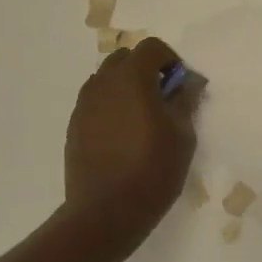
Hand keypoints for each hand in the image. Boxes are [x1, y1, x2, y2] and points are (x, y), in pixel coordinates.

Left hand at [64, 37, 197, 246]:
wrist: (104, 213)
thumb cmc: (151, 170)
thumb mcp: (182, 135)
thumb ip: (185, 100)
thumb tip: (187, 82)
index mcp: (131, 77)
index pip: (152, 47)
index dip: (170, 60)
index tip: (180, 85)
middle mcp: (103, 83)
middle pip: (125, 59)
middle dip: (146, 70)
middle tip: (162, 98)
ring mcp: (84, 104)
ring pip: (107, 80)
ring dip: (126, 87)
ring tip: (142, 118)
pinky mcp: (74, 126)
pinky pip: (96, 102)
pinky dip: (111, 106)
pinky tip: (123, 136)